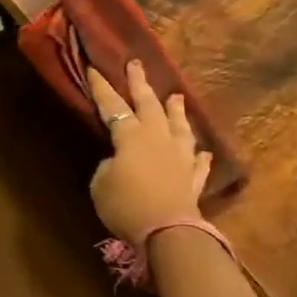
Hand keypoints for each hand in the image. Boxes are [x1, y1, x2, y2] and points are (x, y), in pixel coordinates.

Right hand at [87, 60, 212, 246]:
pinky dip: (199, 156)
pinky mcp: (192, 180)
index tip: (94, 68)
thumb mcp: (101, 184)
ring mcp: (179, 158)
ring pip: (179, 127)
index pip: (112, 106)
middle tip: (136, 64)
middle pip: (149, 105)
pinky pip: (197, 164)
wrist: (168, 232)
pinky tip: (202, 152)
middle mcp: (158, 139)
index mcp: (131, 137)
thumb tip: (119, 162)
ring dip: (176, 111)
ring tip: (176, 96)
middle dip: (140, 83)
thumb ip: (109, 166)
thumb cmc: (126, 205)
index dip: (102, 88)